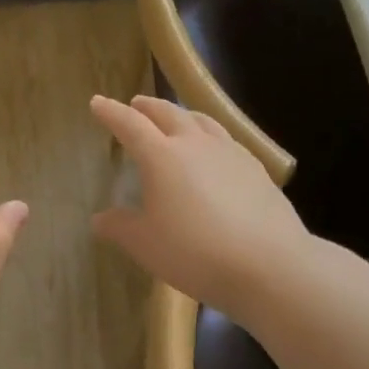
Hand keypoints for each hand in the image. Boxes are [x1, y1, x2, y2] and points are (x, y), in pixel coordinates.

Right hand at [89, 94, 313, 318]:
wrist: (271, 265)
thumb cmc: (195, 252)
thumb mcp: (145, 245)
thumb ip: (120, 227)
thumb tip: (99, 219)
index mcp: (160, 156)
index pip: (129, 124)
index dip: (111, 112)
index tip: (97, 103)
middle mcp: (194, 144)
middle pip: (167, 113)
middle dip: (147, 106)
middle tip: (135, 104)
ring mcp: (229, 153)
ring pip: (201, 120)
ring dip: (181, 114)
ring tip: (175, 118)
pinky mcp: (256, 169)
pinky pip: (225, 139)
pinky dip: (208, 135)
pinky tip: (213, 151)